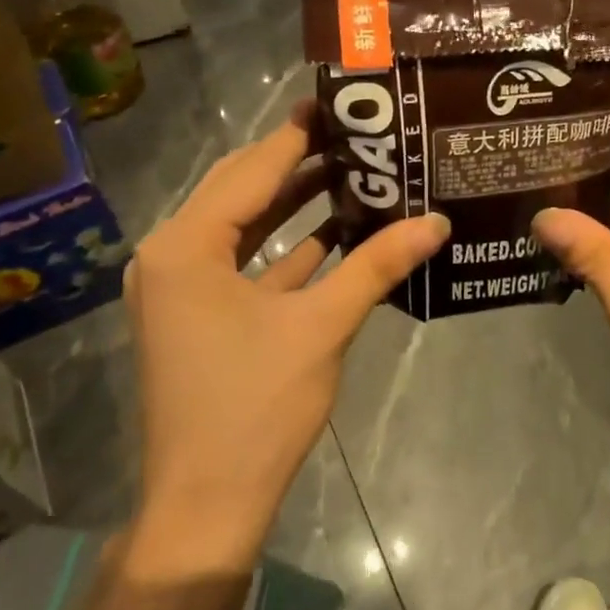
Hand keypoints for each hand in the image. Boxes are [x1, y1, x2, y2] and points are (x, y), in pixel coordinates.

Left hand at [124, 102, 449, 560]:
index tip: (341, 103)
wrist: (207, 506)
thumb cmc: (256, 408)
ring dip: (294, 202)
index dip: (298, 134)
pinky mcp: (198, 315)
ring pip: (244, 226)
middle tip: (355, 132)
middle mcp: (172, 255)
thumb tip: (437, 221)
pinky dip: (287, 247)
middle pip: (241, 190)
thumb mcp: (321, 327)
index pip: (250, 170)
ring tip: (355, 170)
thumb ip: (377, 265)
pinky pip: (245, 263)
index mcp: (185, 246)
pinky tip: (338, 230)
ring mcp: (181, 288)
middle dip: (297, 161)